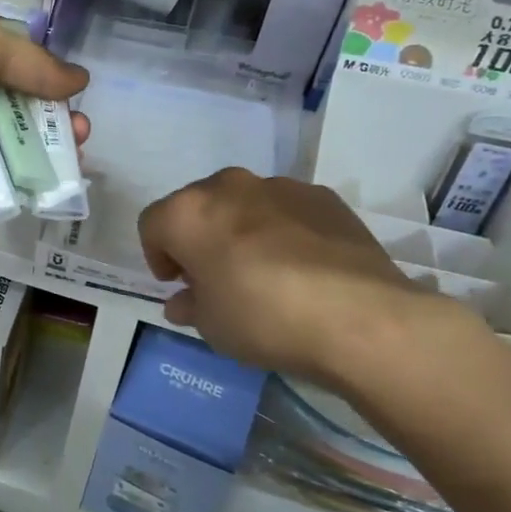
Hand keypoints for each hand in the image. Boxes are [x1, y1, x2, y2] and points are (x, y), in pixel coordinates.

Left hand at [0, 7, 89, 227]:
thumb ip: (31, 59)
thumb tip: (78, 79)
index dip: (21, 57)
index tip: (56, 72)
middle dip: (42, 102)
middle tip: (77, 114)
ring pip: (2, 135)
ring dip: (44, 137)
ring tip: (80, 139)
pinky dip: (30, 172)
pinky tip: (64, 170)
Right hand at [138, 168, 470, 388]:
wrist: (358, 316)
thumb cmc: (262, 318)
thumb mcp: (211, 325)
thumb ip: (190, 305)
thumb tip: (183, 301)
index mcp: (189, 212)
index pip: (153, 224)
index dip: (158, 255)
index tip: (176, 284)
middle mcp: (229, 186)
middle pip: (198, 206)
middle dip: (199, 237)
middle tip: (213, 276)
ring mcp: (280, 186)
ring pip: (244, 204)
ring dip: (240, 230)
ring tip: (261, 271)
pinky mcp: (324, 197)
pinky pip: (286, 210)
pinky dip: (282, 230)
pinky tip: (301, 267)